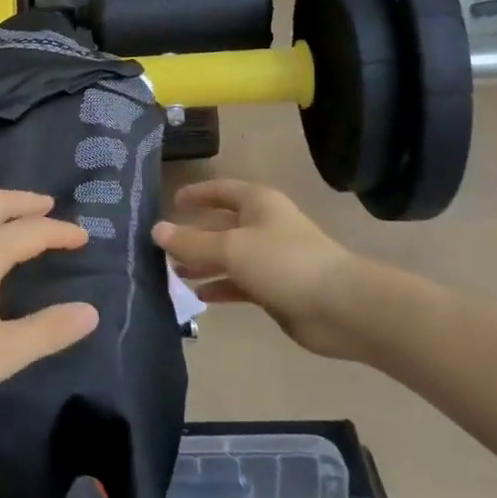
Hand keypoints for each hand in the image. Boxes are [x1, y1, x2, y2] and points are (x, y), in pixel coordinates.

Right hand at [152, 179, 372, 359]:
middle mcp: (264, 225)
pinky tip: (199, 296)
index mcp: (257, 203)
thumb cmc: (284, 262)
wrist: (340, 307)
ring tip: (173, 273)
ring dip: (203, 264)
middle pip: (221, 225)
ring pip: (228, 257)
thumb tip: (156, 231)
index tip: (172, 203)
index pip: (221, 190)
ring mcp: (271, 258)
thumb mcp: (231, 248)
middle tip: (162, 249)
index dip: (197, 194)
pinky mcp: (275, 288)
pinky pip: (239, 283)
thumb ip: (192, 243)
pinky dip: (220, 287)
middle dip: (193, 236)